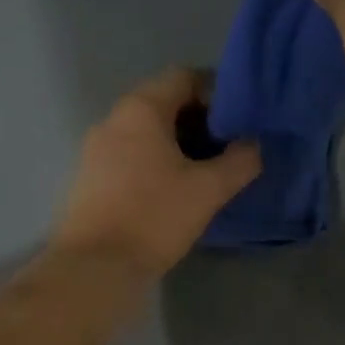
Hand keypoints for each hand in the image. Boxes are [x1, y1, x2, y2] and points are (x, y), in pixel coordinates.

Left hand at [52, 68, 261, 279]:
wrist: (95, 266)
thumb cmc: (154, 216)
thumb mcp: (208, 189)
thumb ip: (239, 161)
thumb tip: (254, 145)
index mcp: (140, 109)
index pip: (184, 77)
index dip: (216, 93)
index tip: (240, 121)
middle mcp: (113, 119)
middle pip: (164, 103)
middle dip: (200, 121)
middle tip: (229, 148)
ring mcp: (96, 149)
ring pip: (147, 132)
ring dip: (179, 145)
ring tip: (207, 172)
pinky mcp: (91, 177)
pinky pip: (131, 155)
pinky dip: (156, 162)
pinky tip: (175, 190)